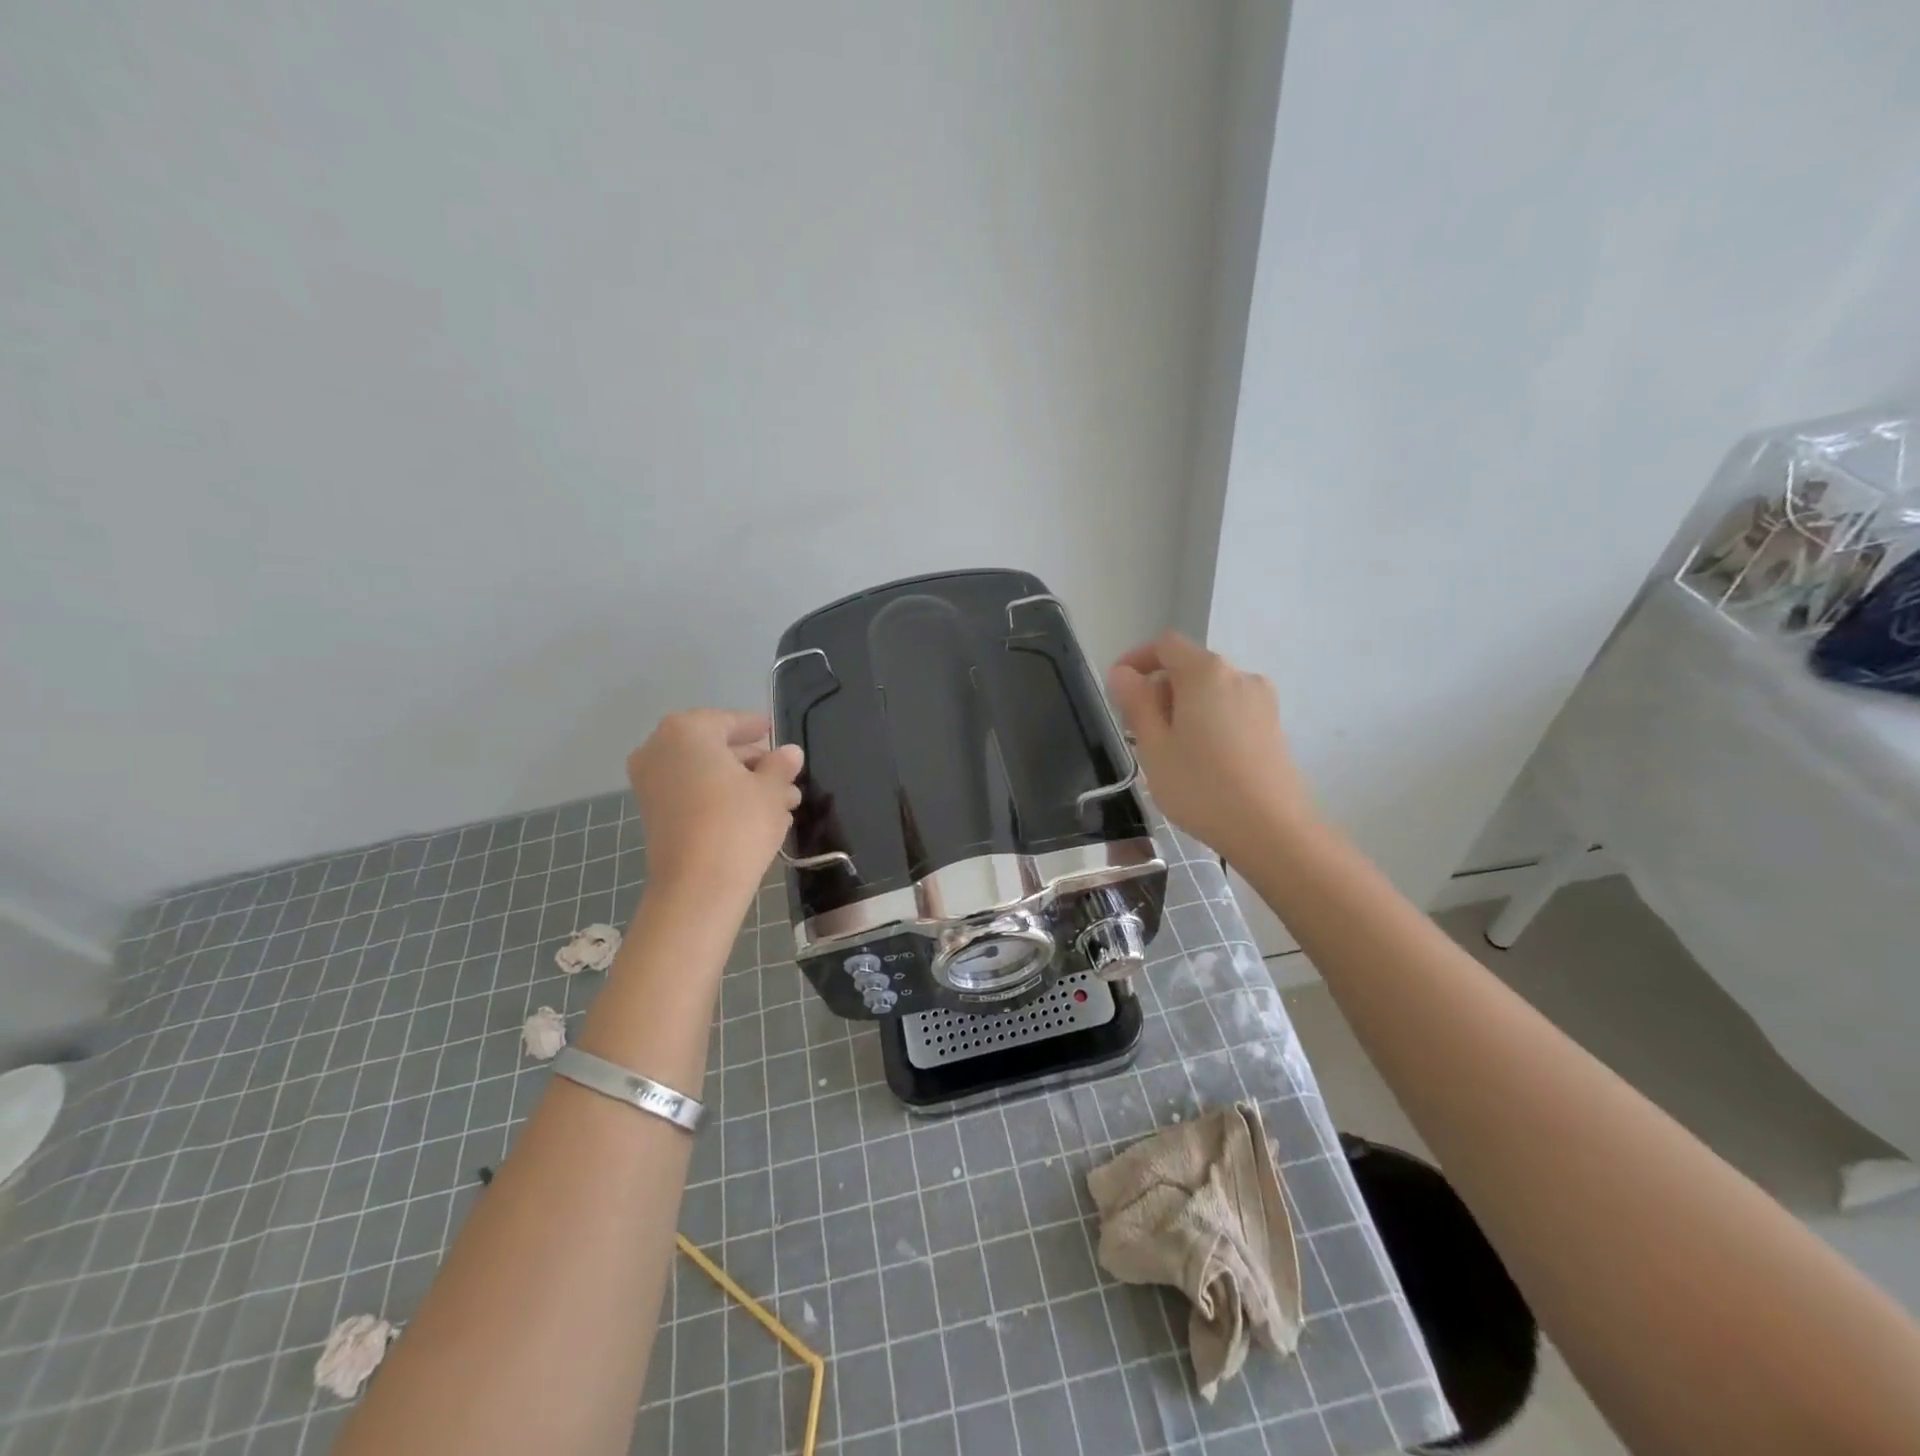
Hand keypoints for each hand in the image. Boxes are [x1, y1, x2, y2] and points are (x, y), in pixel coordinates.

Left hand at [626, 711, 803, 906]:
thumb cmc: (737, 823)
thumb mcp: (771, 789)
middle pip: (715, 749)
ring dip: (742, 785)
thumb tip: (790, 753)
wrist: (697, 887)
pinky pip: (693, 796)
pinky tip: (758, 817)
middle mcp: (660, 749)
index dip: (755, 728)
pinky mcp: (654, 815)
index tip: (773, 733)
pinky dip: (721, 800)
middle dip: (753, 764)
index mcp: (687, 731)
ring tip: (783, 803)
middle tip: (786, 777)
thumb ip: (781, 765)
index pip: (729, 721)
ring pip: (706, 775)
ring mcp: (651, 784)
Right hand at [1107, 632, 1316, 863]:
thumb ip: (1136, 703)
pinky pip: (1231, 710)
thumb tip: (1123, 674)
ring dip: (1184, 708)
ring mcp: (1262, 701)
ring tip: (1170, 751)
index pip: (1166, 645)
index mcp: (1206, 673)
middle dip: (1160, 689)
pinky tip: (1202, 761)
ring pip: (1211, 691)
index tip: (1119, 687)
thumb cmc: (1201, 787)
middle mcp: (1239, 676)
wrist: (1272, 830)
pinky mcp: (1274, 726)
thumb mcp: (1154, 747)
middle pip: (1190, 667)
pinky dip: (1208, 721)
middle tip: (1139, 730)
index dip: (1137, 658)